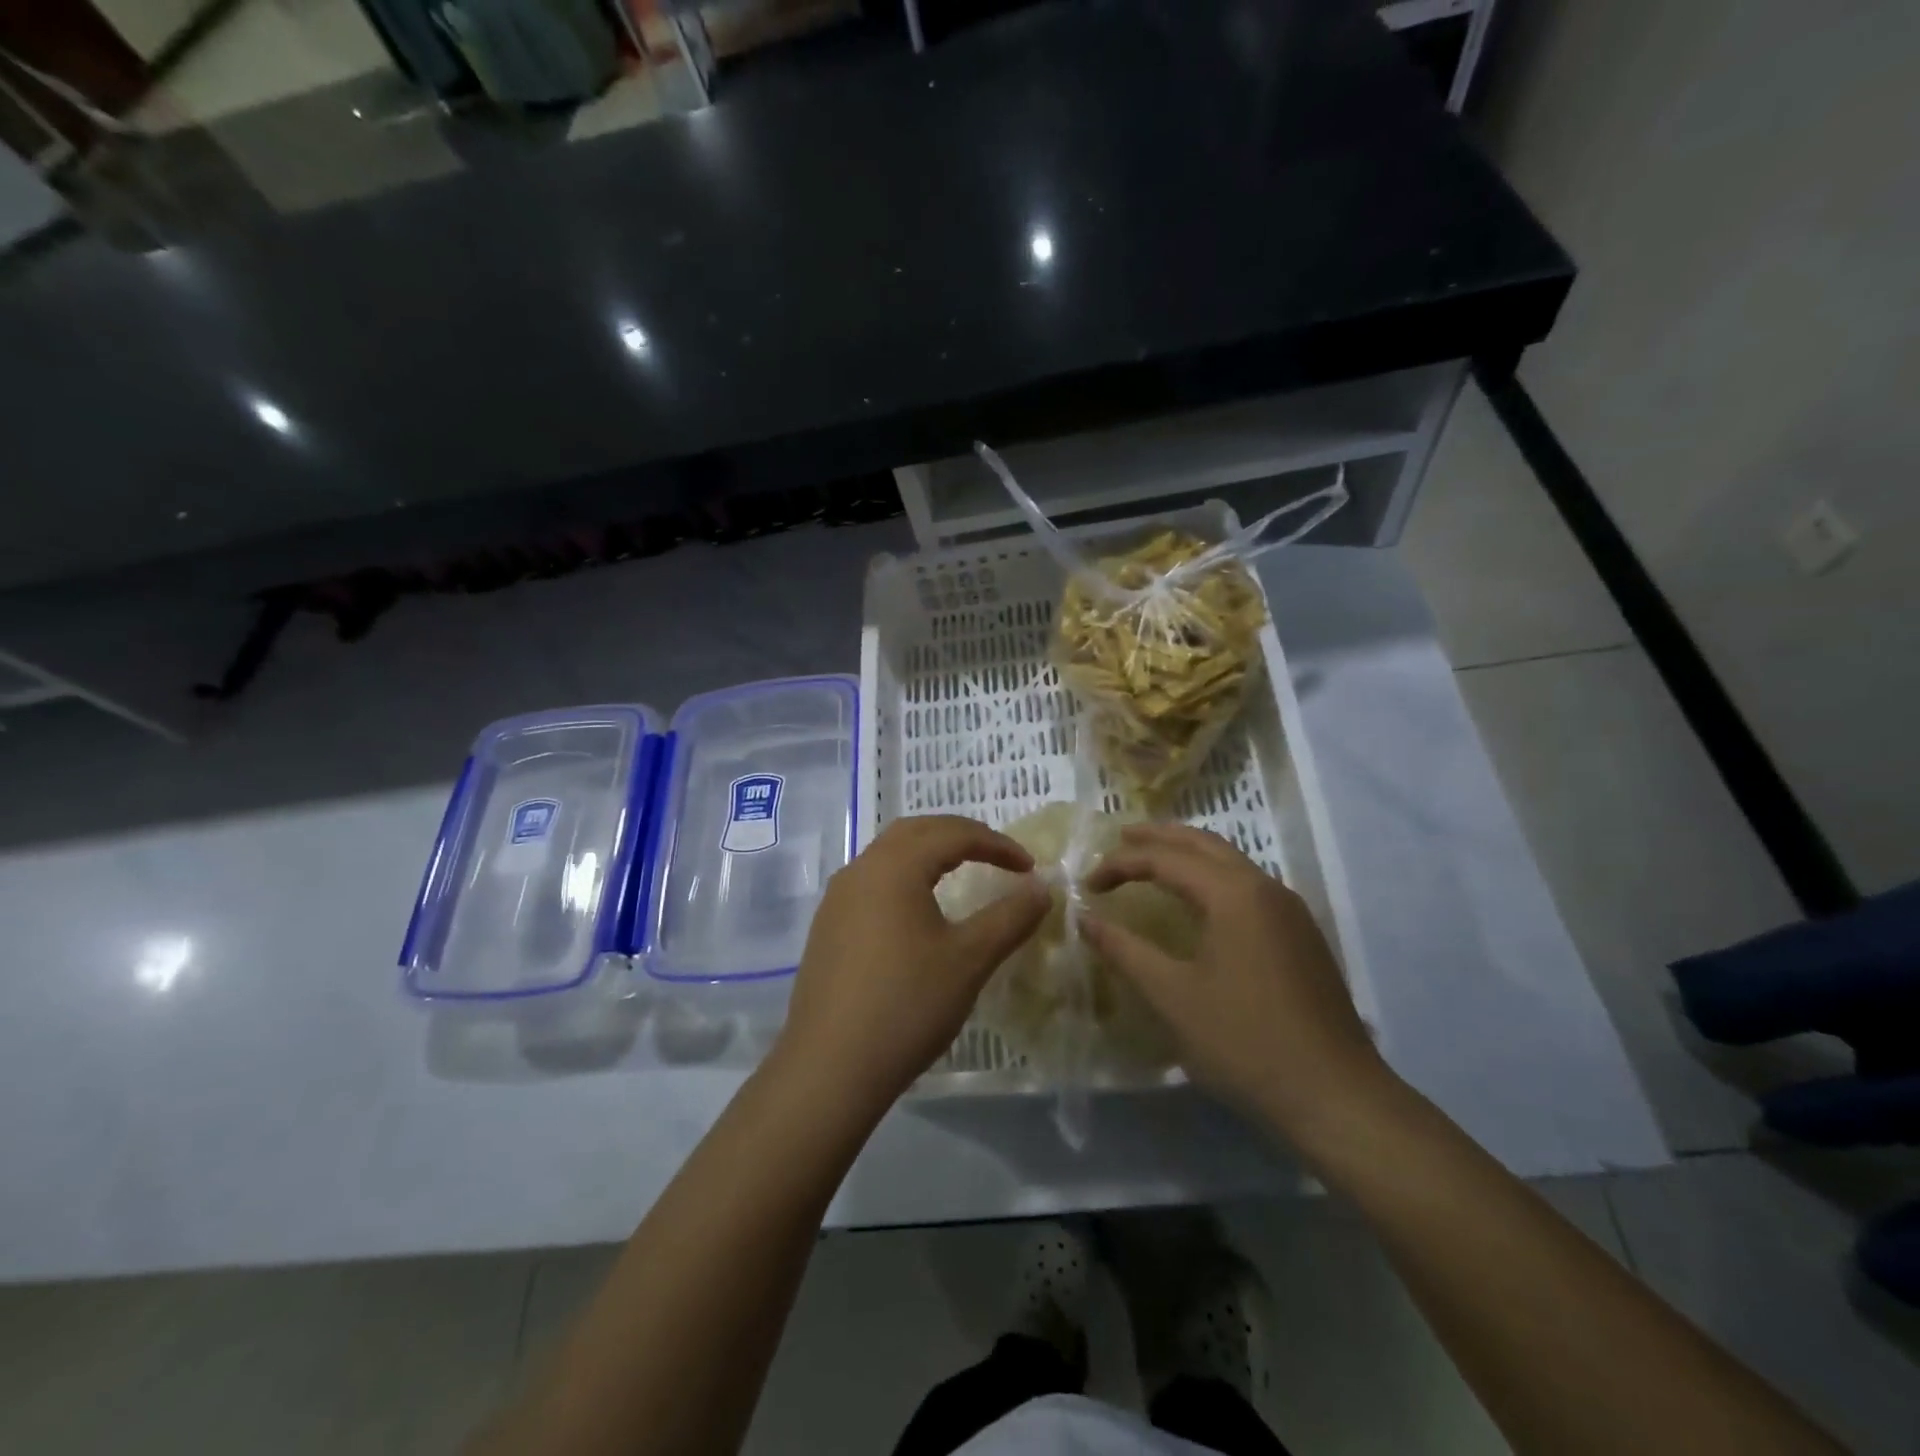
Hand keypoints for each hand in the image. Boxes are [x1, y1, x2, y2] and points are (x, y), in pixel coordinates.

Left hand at [776, 815, 1049, 1116]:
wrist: (830, 1067)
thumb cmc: (907, 1005)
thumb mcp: (970, 959)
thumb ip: (1010, 916)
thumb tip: (1042, 887)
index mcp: (894, 866)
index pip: (953, 833)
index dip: (997, 844)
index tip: (1029, 868)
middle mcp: (861, 869)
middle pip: (916, 832)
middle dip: (961, 836)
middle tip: (998, 857)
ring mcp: (837, 898)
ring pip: (889, 855)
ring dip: (929, 854)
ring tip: (962, 875)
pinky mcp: (827, 926)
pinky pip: (872, 882)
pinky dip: (905, 878)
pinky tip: (918, 912)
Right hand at [1081, 823, 1390, 1140]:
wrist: (1336, 1096)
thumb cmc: (1244, 1042)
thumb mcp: (1172, 996)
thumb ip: (1125, 951)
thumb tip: (1085, 919)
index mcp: (1234, 894)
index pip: (1166, 858)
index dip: (1121, 864)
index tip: (1088, 885)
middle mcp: (1265, 888)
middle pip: (1204, 844)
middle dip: (1159, 837)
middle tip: (1121, 837)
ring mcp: (1290, 911)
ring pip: (1231, 862)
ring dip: (1189, 854)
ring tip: (1154, 860)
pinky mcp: (1301, 936)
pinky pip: (1248, 885)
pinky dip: (1213, 876)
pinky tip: (1200, 901)